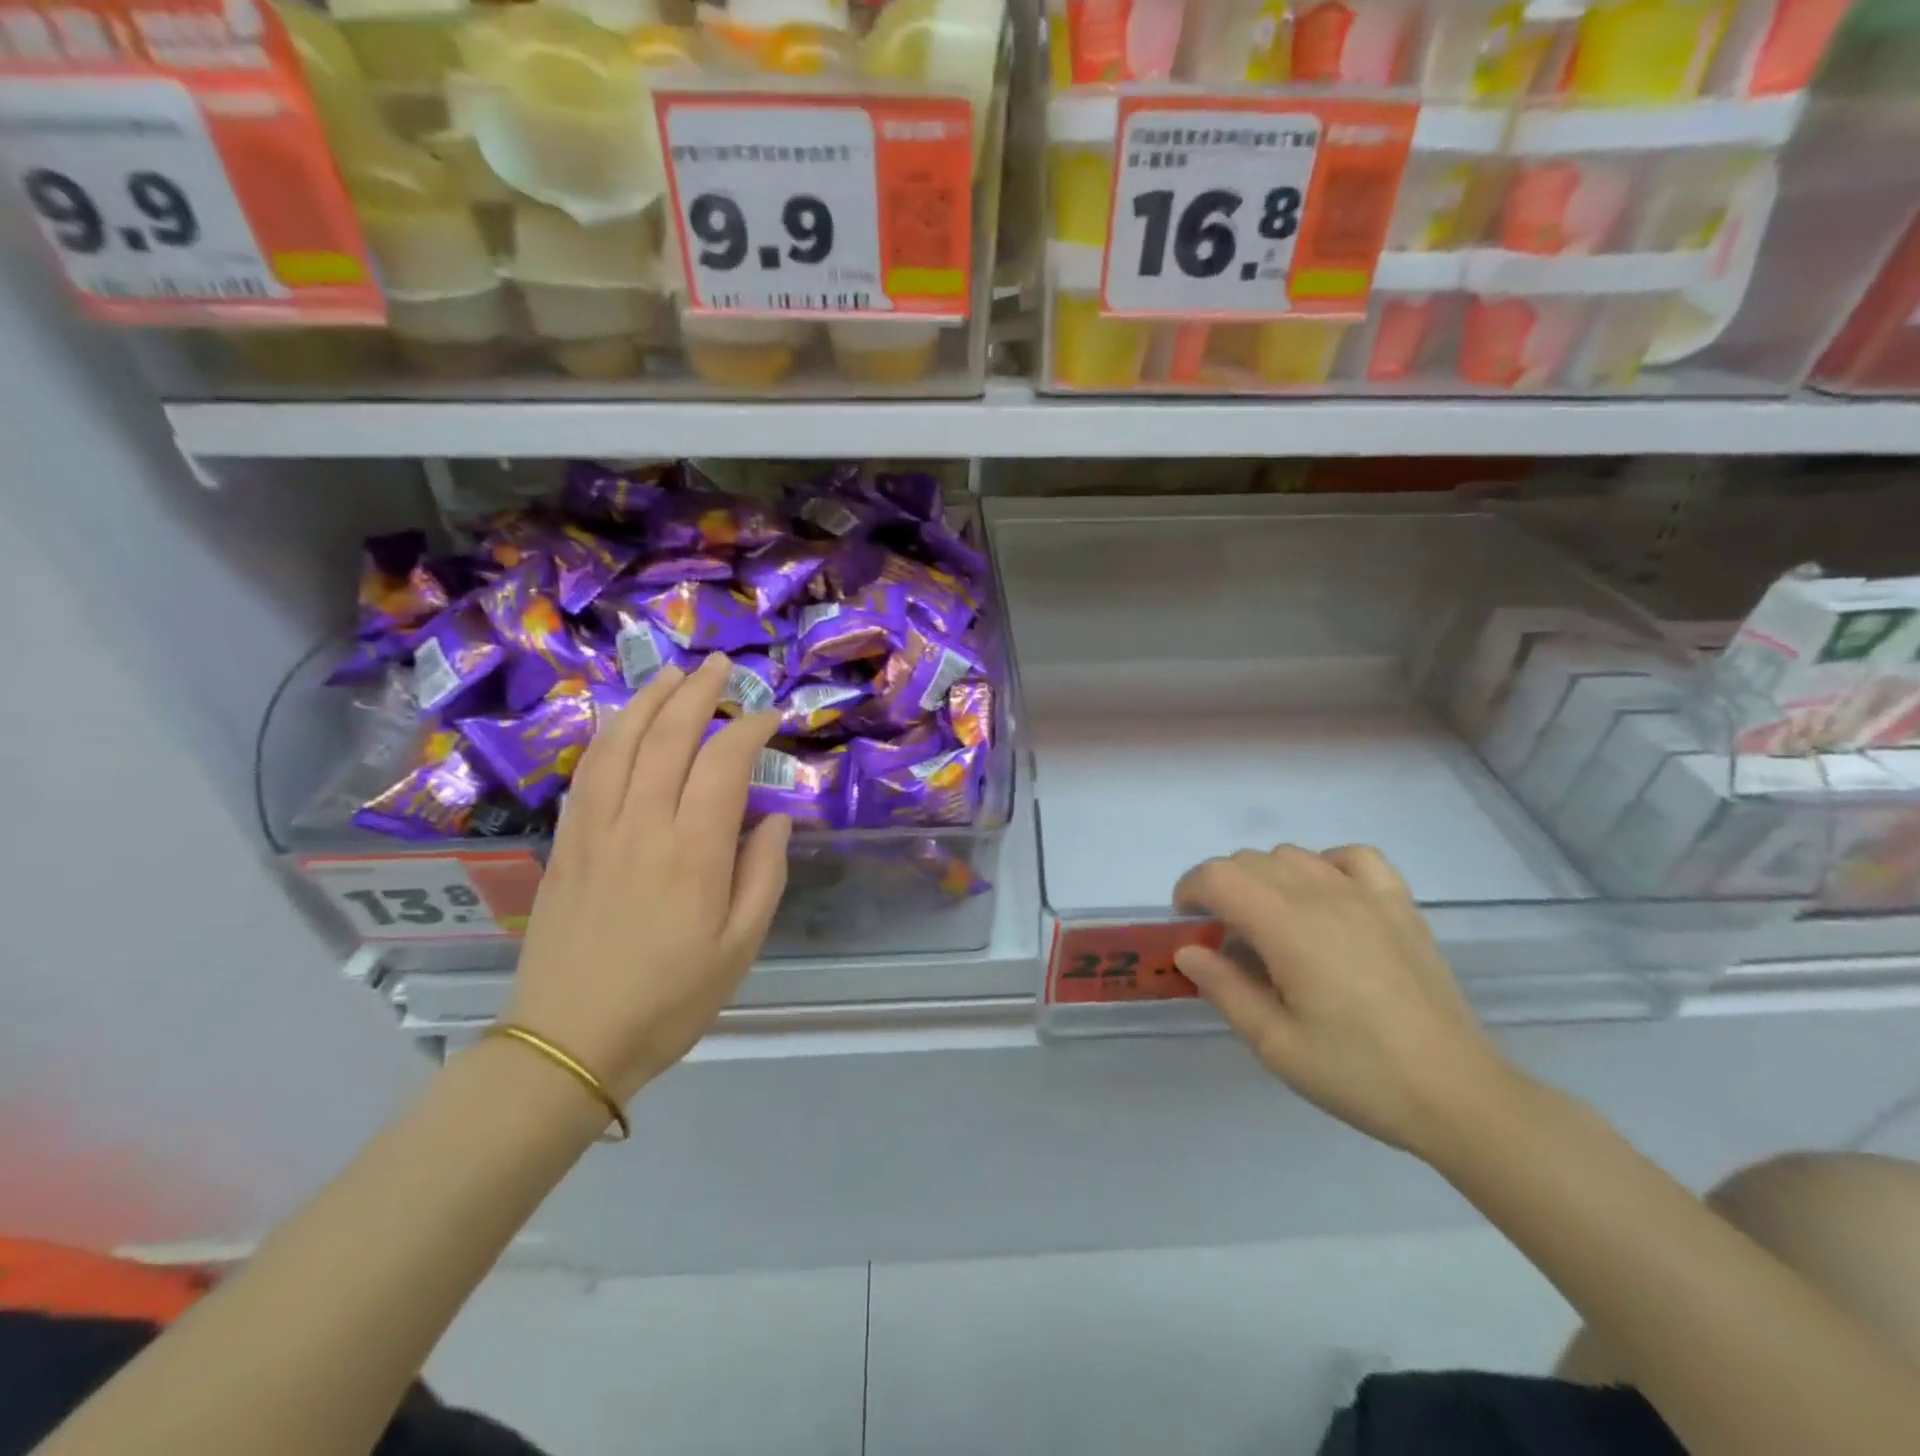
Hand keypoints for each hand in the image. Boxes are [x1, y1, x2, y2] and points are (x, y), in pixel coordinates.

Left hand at [505, 656, 790, 1102]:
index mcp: (693, 850)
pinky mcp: (565, 843)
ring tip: (672, 675)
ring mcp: (595, 829)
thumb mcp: (741, 946)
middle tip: (721, 666)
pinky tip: (622, 725)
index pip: (723, 761)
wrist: (570, 1042)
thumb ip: (764, 873)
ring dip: (649, 701)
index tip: (770, 717)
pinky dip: (609, 736)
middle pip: (668, 736)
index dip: (749, 728)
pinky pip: (587, 772)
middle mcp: (641, 824)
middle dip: (698, 693)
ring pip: (620, 743)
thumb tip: (774, 817)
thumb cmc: (671, 998)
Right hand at [1172, 845, 1518, 1159]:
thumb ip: (1224, 988)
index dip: (1190, 890)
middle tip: (1223, 938)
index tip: (1186, 924)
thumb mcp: (1274, 1043)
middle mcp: (1323, 895)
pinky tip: (1325, 897)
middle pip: (1251, 861)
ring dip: (1265, 878)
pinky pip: (1353, 857)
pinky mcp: (1400, 905)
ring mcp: (1367, 895)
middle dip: (1222, 889)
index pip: (1219, 876)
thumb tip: (1188, 950)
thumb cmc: (1358, 1074)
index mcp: (1288, 926)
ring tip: (1270, 923)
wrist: (1458, 1095)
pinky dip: (1325, 865)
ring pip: (1293, 855)